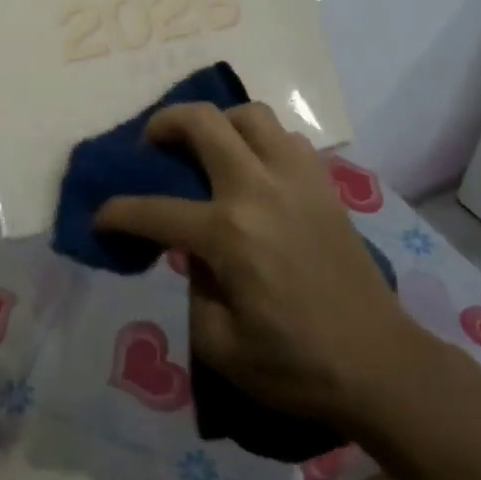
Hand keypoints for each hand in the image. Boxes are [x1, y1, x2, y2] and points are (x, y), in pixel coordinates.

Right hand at [94, 102, 423, 428]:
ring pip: (251, 114)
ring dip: (219, 123)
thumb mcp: (220, 344)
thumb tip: (195, 250)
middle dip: (165, 123)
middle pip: (204, 122)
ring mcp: (296, 179)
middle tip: (152, 143)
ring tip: (208, 149)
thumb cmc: (296, 364)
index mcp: (228, 234)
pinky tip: (254, 170)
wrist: (379, 364)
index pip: (155, 211)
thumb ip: (193, 286)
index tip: (101, 217)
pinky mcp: (324, 184)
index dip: (118, 213)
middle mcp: (259, 189)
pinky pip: (285, 138)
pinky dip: (260, 141)